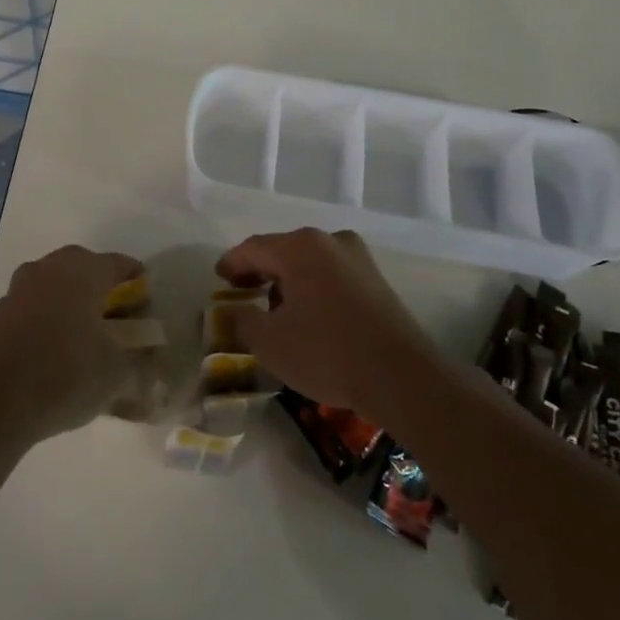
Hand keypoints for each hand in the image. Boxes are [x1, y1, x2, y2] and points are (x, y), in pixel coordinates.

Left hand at [0, 245, 142, 443]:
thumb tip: (145, 349)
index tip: (146, 307)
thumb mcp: (118, 373)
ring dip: (71, 299)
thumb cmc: (67, 376)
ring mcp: (20, 287)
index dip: (137, 283)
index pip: (120, 265)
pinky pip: (34, 304)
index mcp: (84, 271)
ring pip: (55, 283)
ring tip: (85, 332)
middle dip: (102, 287)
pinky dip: (48, 315)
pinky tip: (54, 346)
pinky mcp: (0, 311)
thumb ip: (138, 356)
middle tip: (117, 317)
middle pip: (84, 267)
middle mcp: (50, 268)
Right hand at [215, 228, 434, 417]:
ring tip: (274, 309)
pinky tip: (308, 316)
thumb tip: (232, 310)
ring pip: (310, 263)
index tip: (218, 278)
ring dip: (288, 281)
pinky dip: (313, 289)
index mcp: (300, 247)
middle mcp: (330, 241)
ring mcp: (359, 259)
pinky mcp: (377, 281)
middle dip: (260, 271)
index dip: (231, 263)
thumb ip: (241, 320)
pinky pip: (332, 276)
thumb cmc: (326, 352)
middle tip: (241, 291)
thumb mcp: (269, 342)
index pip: (254, 248)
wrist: (401, 378)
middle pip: (283, 251)